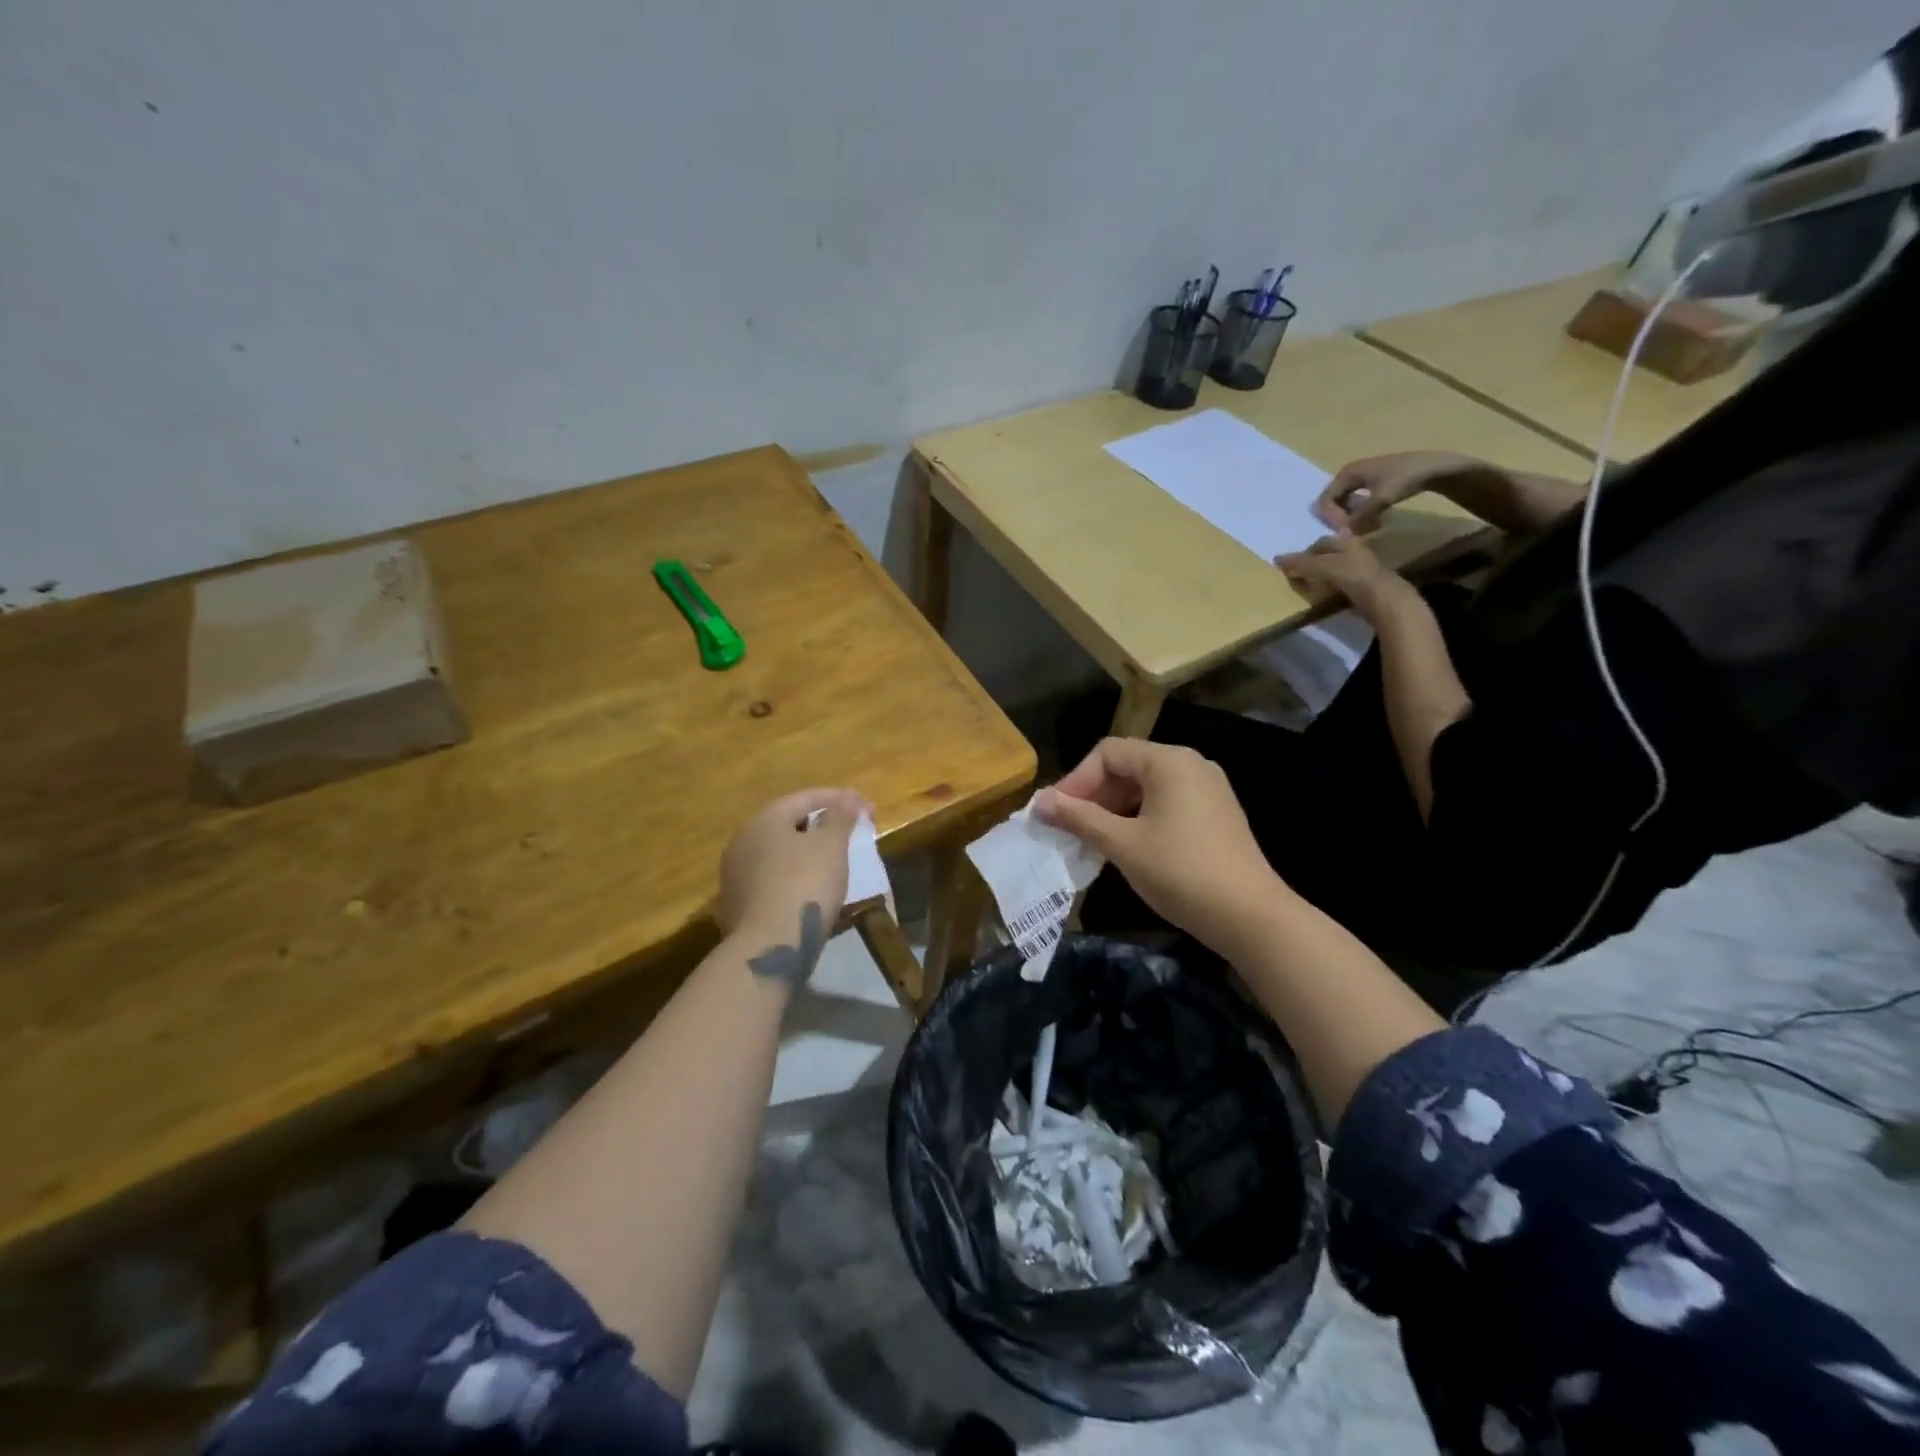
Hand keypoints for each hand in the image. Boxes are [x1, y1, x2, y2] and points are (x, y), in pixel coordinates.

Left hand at [718, 788, 866, 986]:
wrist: (768, 946)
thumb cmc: (804, 884)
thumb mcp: (831, 845)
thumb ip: (841, 817)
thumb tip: (850, 799)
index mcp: (764, 820)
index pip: (805, 797)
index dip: (839, 798)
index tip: (867, 805)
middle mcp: (743, 841)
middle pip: (788, 823)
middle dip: (821, 824)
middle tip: (851, 830)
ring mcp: (736, 874)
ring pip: (779, 853)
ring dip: (807, 851)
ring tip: (835, 858)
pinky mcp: (738, 904)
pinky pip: (773, 878)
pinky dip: (795, 875)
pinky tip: (813, 886)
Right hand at [1032, 739, 1284, 955]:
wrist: (1251, 917)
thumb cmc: (1181, 872)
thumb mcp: (1122, 844)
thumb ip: (1079, 818)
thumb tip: (1039, 802)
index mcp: (1169, 761)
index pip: (1108, 752)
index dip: (1075, 780)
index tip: (1055, 814)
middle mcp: (1190, 764)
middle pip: (1127, 766)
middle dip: (1093, 795)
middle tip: (1069, 828)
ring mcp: (1207, 789)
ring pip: (1145, 787)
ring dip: (1113, 809)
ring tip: (1092, 840)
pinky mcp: (1215, 814)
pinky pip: (1165, 803)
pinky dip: (1138, 818)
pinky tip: (1125, 847)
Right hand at [1274, 533, 1405, 622]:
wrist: (1386, 601)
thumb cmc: (1354, 576)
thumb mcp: (1323, 566)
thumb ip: (1301, 563)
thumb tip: (1276, 559)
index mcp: (1348, 542)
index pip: (1321, 542)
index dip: (1304, 552)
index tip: (1290, 565)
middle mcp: (1356, 552)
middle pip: (1330, 554)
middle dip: (1315, 562)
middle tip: (1298, 575)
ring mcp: (1363, 571)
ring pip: (1338, 569)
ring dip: (1323, 576)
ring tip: (1309, 587)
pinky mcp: (1367, 588)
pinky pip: (1344, 584)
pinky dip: (1332, 588)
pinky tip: (1325, 597)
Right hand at [1313, 450, 1480, 533]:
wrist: (1435, 466)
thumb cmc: (1405, 478)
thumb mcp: (1381, 499)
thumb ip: (1360, 518)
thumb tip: (1342, 534)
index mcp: (1345, 474)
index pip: (1325, 500)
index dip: (1331, 518)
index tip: (1346, 531)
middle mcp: (1348, 474)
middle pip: (1333, 502)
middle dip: (1340, 519)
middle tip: (1355, 532)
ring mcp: (1360, 478)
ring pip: (1345, 504)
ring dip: (1351, 518)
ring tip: (1366, 527)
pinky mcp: (1372, 483)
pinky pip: (1356, 502)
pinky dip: (1361, 513)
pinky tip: (1374, 520)